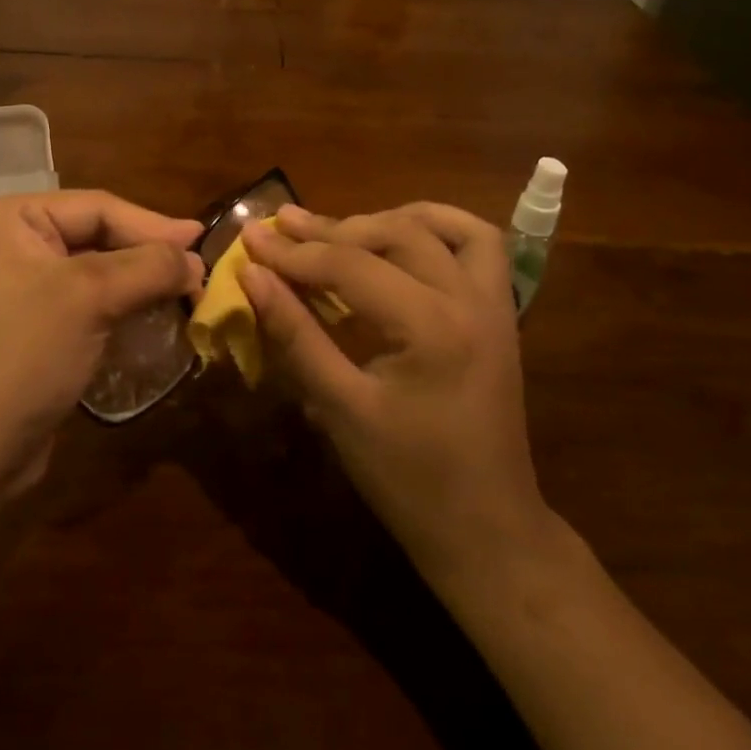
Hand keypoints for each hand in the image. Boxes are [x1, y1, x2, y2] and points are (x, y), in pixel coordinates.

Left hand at [0, 191, 203, 489]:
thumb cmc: (26, 355)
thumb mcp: (91, 297)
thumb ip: (150, 267)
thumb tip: (196, 260)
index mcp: (8, 219)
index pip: (96, 207)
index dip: (154, 225)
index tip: (203, 240)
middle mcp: (6, 243)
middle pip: (95, 235)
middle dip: (147, 255)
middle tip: (199, 270)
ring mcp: (14, 286)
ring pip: (93, 271)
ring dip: (139, 282)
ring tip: (185, 292)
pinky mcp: (26, 325)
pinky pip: (82, 301)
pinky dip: (119, 306)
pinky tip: (151, 316)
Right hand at [238, 204, 556, 592]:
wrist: (487, 530)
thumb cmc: (407, 480)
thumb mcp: (340, 409)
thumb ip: (295, 335)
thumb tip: (252, 277)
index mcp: (431, 327)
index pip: (350, 266)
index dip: (294, 252)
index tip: (250, 237)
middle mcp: (470, 301)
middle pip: (395, 235)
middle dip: (333, 228)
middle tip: (283, 226)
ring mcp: (494, 305)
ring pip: (446, 228)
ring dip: (390, 218)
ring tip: (343, 226)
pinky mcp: (500, 316)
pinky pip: (479, 248)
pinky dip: (438, 230)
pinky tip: (403, 238)